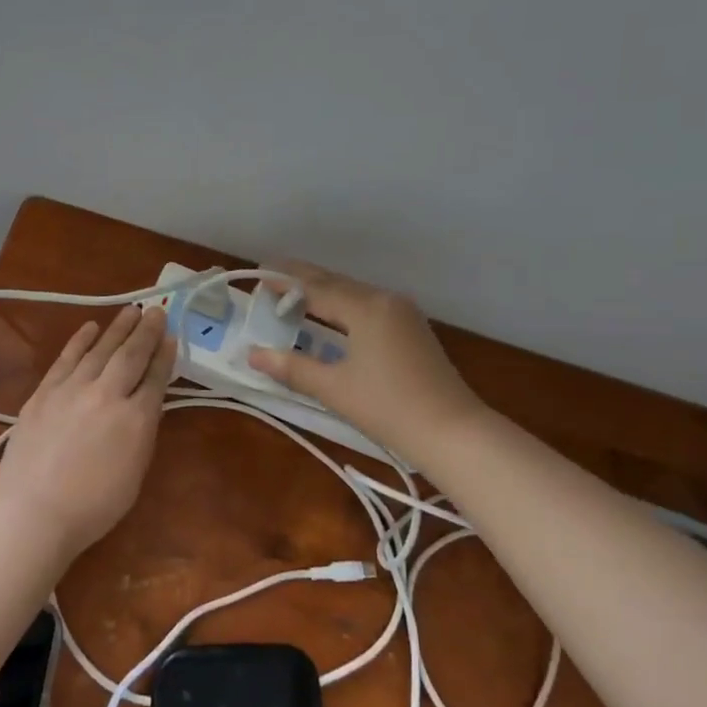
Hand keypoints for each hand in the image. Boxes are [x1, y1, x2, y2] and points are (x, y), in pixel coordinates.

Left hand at [0, 306, 174, 564]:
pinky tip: (90, 327)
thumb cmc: (92, 507)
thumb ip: (141, 433)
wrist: (33, 510)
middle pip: (131, 355)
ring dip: (118, 328)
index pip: (155, 378)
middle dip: (146, 331)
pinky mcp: (44, 392)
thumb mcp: (134, 473)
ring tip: (131, 310)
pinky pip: (67, 358)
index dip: (165, 355)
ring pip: (100, 349)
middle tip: (156, 311)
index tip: (172, 335)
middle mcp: (107, 395)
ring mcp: (72, 389)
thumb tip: (145, 404)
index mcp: (136, 419)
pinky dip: (80, 340)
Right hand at [247, 261, 483, 459]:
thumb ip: (292, 367)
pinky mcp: (412, 329)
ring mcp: (403, 313)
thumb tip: (252, 354)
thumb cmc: (389, 408)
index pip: (315, 287)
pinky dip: (342, 306)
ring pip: (354, 293)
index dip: (283, 281)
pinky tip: (331, 317)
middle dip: (302, 279)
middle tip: (270, 275)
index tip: (258, 273)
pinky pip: (368, 306)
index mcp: (365, 308)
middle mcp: (385, 300)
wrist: (453, 432)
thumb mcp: (334, 388)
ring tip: (293, 295)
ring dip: (323, 292)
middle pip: (335, 283)